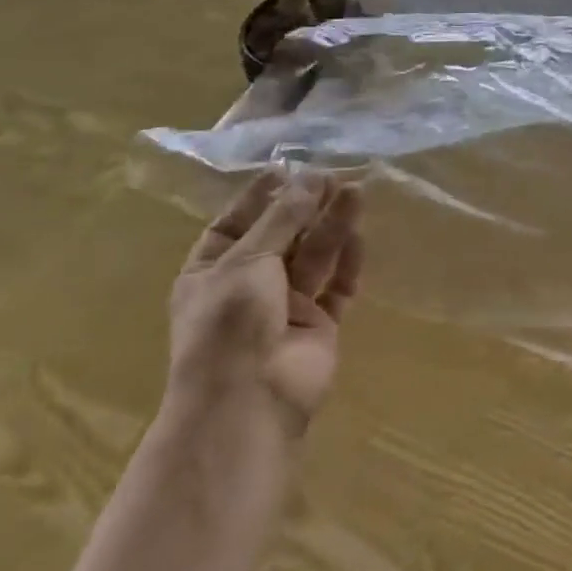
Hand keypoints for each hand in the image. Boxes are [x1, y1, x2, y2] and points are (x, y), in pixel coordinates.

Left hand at [169, 167, 363, 437]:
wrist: (247, 404)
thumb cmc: (229, 324)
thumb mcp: (248, 258)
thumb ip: (284, 216)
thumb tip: (312, 176)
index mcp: (212, 271)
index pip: (236, 223)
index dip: (261, 195)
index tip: (289, 166)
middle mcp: (248, 286)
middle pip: (283, 235)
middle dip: (306, 206)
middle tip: (333, 175)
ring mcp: (285, 307)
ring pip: (314, 255)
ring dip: (333, 225)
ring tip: (356, 191)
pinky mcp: (319, 324)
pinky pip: (336, 285)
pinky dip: (348, 262)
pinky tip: (359, 236)